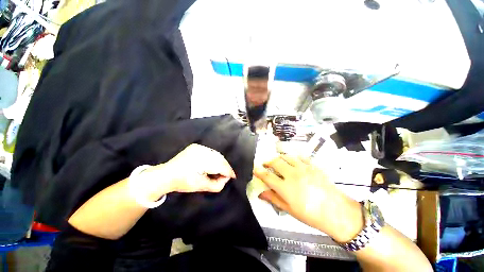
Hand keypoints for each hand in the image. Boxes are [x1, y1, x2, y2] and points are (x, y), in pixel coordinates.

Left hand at [143, 144, 235, 195]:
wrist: (167, 175)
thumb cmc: (184, 183)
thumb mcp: (202, 187)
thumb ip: (217, 184)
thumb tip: (226, 178)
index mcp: (202, 162)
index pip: (221, 165)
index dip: (228, 171)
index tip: (233, 177)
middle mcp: (202, 151)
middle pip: (220, 158)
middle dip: (225, 167)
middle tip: (226, 175)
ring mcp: (199, 147)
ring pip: (216, 154)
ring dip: (220, 162)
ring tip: (219, 170)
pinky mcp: (196, 146)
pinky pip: (210, 151)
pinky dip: (214, 157)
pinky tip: (212, 164)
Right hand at [254, 155, 363, 242]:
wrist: (336, 211)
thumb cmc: (311, 214)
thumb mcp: (289, 210)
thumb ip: (273, 198)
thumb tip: (261, 193)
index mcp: (285, 188)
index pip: (267, 176)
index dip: (259, 171)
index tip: (255, 168)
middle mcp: (292, 175)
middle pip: (275, 161)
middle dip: (268, 161)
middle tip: (266, 164)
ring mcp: (303, 168)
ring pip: (286, 156)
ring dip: (279, 157)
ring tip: (277, 161)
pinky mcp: (312, 166)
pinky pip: (299, 157)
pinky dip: (293, 157)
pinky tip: (292, 161)